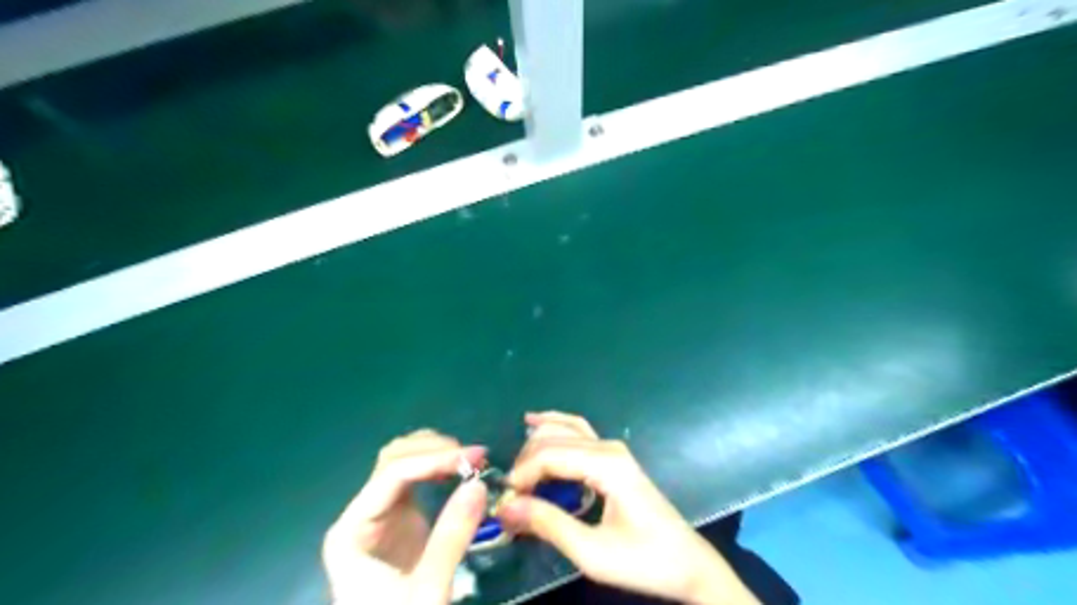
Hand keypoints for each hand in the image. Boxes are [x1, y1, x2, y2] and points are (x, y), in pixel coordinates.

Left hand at [318, 429, 488, 604]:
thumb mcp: (428, 589)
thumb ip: (451, 535)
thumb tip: (480, 483)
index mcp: (352, 530)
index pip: (392, 475)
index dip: (433, 459)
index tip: (474, 456)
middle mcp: (362, 514)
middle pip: (392, 460)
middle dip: (433, 450)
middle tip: (474, 456)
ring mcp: (380, 516)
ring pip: (402, 463)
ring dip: (434, 453)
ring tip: (468, 459)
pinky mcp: (399, 522)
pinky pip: (414, 480)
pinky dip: (437, 468)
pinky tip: (457, 471)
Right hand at [495, 411, 755, 603]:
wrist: (686, 562)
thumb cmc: (643, 560)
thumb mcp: (592, 553)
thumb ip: (548, 525)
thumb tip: (506, 507)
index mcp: (607, 465)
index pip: (550, 455)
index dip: (522, 474)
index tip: (506, 501)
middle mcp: (608, 447)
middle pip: (554, 439)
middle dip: (526, 462)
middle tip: (510, 494)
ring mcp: (612, 448)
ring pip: (564, 430)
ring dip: (536, 446)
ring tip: (517, 472)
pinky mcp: (613, 456)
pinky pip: (577, 431)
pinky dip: (554, 426)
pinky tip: (535, 423)